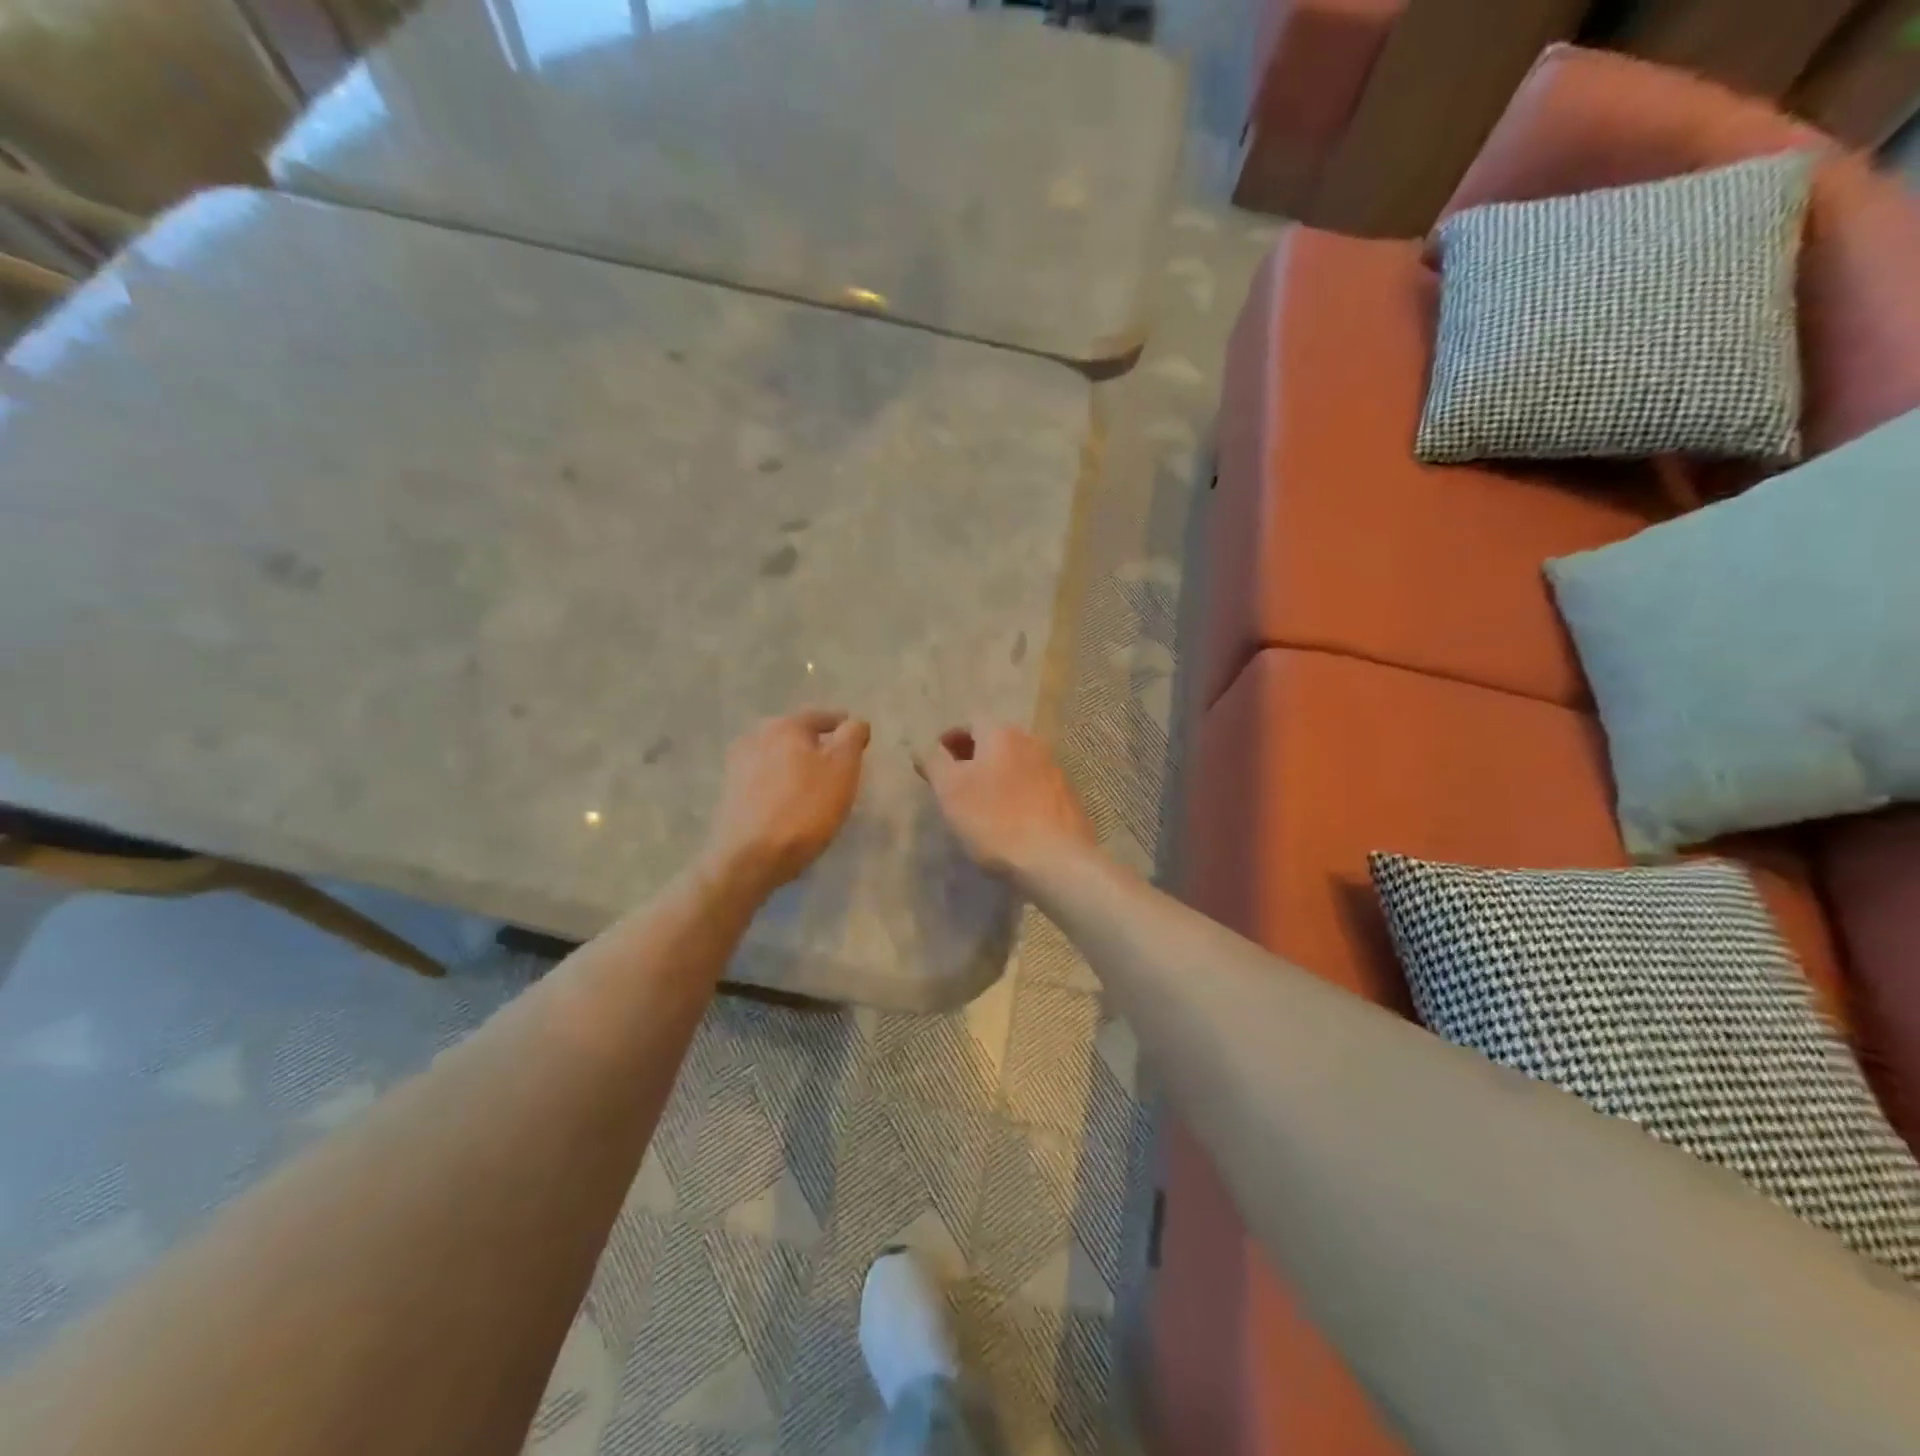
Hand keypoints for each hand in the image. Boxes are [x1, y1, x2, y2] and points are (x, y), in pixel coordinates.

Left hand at [705, 708, 869, 893]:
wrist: (750, 857)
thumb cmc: (805, 808)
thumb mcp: (843, 769)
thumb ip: (852, 737)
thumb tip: (854, 723)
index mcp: (785, 725)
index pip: (821, 717)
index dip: (844, 727)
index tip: (858, 741)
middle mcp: (756, 736)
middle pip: (796, 734)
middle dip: (816, 745)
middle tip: (837, 764)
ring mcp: (738, 765)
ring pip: (778, 756)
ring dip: (796, 764)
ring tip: (814, 785)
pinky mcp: (730, 793)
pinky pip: (764, 778)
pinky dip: (780, 783)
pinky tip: (789, 801)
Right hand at [914, 722, 1095, 881]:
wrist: (1055, 860)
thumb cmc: (994, 820)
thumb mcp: (950, 790)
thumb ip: (934, 762)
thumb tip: (925, 748)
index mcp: (1001, 734)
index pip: (970, 722)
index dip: (949, 740)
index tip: (936, 765)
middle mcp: (1031, 742)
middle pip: (995, 741)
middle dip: (973, 757)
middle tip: (955, 785)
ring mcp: (1054, 769)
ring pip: (1016, 763)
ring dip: (996, 776)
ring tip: (981, 804)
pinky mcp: (1067, 796)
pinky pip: (1034, 786)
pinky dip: (1017, 794)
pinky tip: (1011, 820)